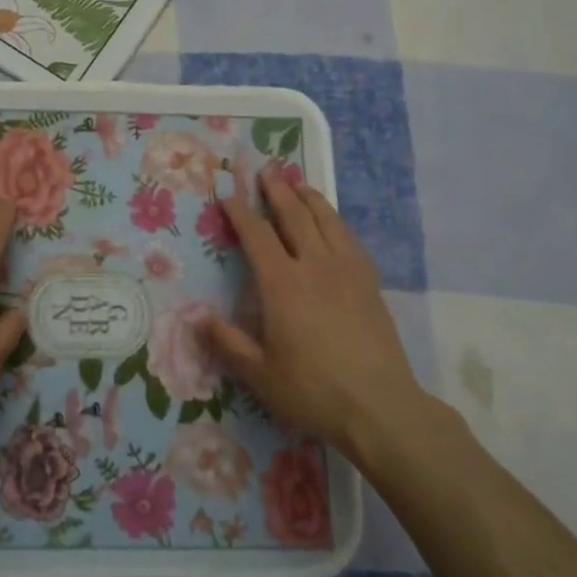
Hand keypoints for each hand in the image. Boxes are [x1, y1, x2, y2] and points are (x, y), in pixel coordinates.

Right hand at [202, 173, 428, 458]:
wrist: (380, 406)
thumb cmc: (312, 390)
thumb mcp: (259, 374)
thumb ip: (227, 342)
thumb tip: (196, 317)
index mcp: (283, 284)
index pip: (257, 236)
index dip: (241, 212)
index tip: (228, 193)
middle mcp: (315, 266)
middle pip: (295, 216)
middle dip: (277, 191)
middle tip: (267, 170)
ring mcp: (347, 272)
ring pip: (327, 221)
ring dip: (309, 198)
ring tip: (298, 183)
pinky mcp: (370, 283)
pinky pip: (350, 239)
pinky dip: (336, 221)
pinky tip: (333, 223)